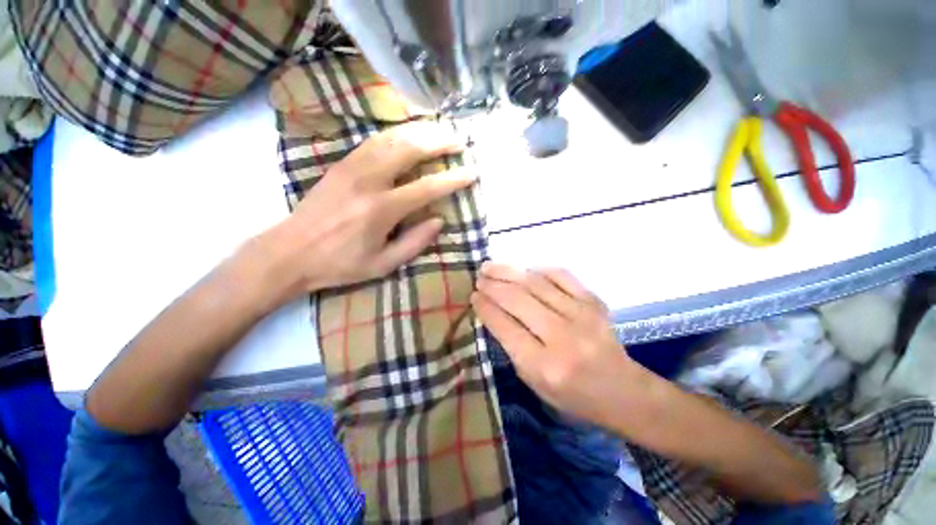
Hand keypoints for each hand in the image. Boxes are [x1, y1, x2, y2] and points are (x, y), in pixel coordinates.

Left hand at [266, 121, 473, 299]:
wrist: (289, 252)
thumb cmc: (340, 264)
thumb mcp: (383, 264)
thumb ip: (415, 242)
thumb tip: (439, 220)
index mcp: (381, 210)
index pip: (427, 187)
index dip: (452, 179)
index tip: (471, 173)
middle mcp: (368, 181)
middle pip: (409, 149)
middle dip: (439, 141)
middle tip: (459, 140)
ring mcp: (352, 167)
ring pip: (391, 138)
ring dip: (419, 130)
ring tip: (440, 130)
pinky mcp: (341, 164)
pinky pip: (373, 140)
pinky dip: (396, 132)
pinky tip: (409, 133)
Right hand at [472, 263, 640, 426]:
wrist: (623, 391)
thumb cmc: (572, 395)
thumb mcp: (534, 383)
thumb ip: (512, 347)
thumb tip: (493, 312)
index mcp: (544, 366)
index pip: (505, 327)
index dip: (485, 308)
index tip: (473, 296)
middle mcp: (562, 337)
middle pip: (518, 300)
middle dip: (493, 286)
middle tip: (479, 277)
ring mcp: (581, 315)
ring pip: (536, 284)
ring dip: (509, 272)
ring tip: (491, 266)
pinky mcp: (594, 302)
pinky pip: (561, 276)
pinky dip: (540, 271)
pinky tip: (526, 271)